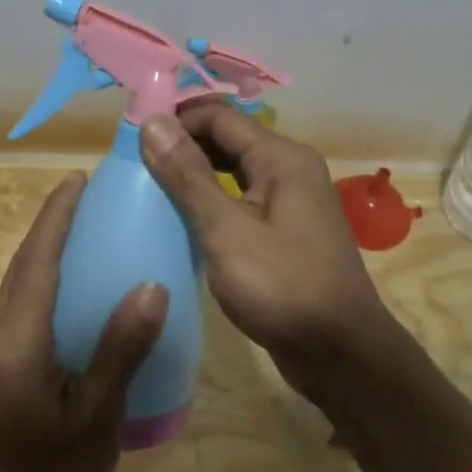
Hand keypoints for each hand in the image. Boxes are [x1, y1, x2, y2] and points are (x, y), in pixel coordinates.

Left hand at [0, 173, 167, 471]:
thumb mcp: (97, 414)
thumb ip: (121, 348)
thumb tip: (152, 286)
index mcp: (18, 340)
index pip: (37, 260)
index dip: (57, 216)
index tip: (77, 180)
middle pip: (23, 263)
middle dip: (50, 223)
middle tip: (86, 193)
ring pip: (16, 280)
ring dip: (43, 246)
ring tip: (80, 226)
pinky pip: (17, 301)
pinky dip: (40, 275)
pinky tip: (68, 282)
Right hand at [140, 103, 397, 397]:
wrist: (341, 355)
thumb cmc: (282, 287)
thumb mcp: (225, 229)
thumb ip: (188, 175)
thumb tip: (151, 122)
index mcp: (281, 157)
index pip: (218, 116)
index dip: (175, 120)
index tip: (131, 139)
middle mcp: (290, 168)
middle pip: (227, 139)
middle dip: (182, 146)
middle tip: (135, 164)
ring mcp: (291, 201)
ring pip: (234, 170)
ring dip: (195, 174)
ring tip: (150, 187)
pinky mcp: (286, 231)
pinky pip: (242, 199)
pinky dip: (212, 201)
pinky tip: (183, 219)